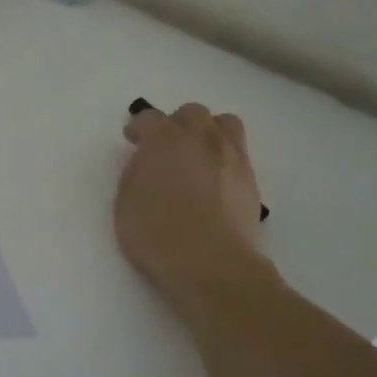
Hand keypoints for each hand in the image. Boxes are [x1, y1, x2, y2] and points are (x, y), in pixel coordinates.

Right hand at [115, 103, 279, 309]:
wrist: (210, 263)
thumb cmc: (156, 234)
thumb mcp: (125, 202)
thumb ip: (136, 173)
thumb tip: (147, 163)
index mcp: (164, 140)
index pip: (149, 118)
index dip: (139, 127)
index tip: (133, 139)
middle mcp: (200, 139)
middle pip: (192, 113)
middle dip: (176, 123)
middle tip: (166, 146)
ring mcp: (230, 156)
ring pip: (224, 124)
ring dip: (208, 131)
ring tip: (198, 154)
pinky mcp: (250, 179)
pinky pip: (238, 151)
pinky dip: (224, 156)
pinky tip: (215, 179)